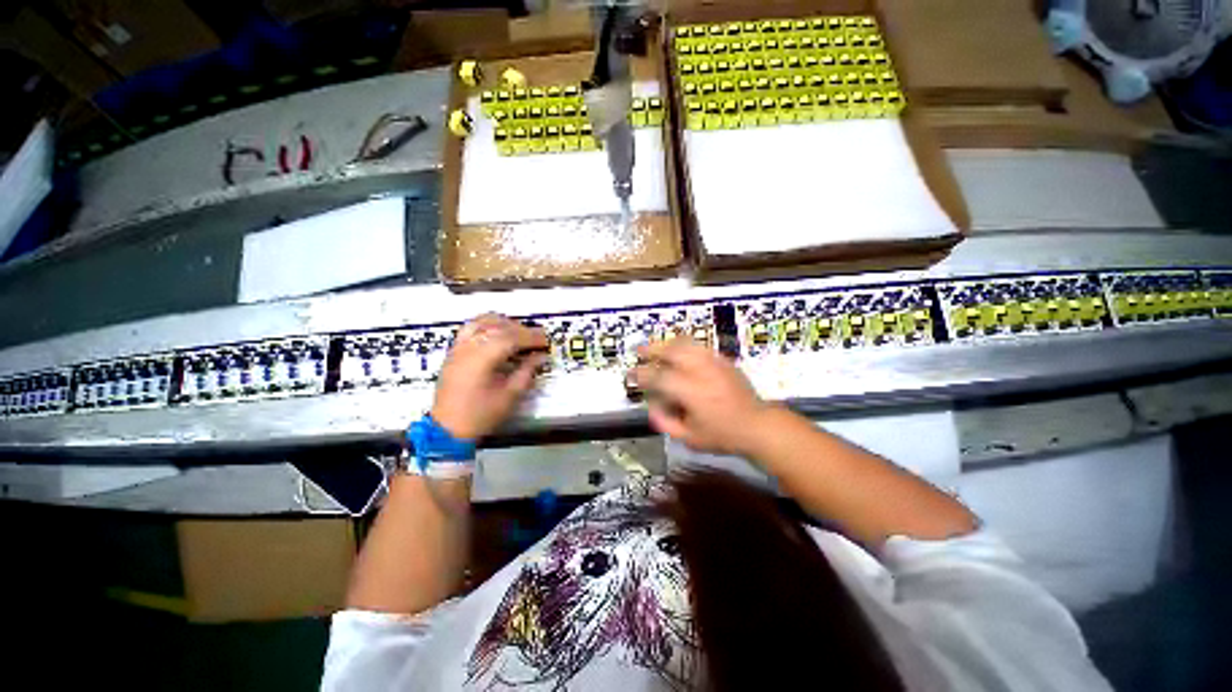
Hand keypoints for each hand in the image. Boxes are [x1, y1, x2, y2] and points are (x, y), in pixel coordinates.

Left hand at [431, 314, 547, 439]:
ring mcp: (459, 346)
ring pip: (482, 321)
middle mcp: (469, 346)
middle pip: (498, 326)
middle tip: (536, 339)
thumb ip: (526, 373)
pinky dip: (486, 325)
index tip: (546, 341)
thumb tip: (540, 357)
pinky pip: (470, 327)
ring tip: (517, 334)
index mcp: (482, 357)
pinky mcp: (453, 351)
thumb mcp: (508, 398)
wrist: (448, 428)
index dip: (531, 337)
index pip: (511, 337)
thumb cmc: (480, 416)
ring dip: (503, 323)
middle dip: (520, 329)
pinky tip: (495, 335)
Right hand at [630, 338, 772, 454]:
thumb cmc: (722, 436)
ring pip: (687, 344)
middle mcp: (702, 372)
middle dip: (652, 349)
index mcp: (691, 392)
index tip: (630, 375)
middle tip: (638, 351)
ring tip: (657, 347)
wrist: (757, 425)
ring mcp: (715, 363)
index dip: (641, 375)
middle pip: (672, 351)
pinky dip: (686, 347)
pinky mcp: (725, 361)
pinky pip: (700, 347)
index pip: (659, 377)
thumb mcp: (689, 438)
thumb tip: (651, 407)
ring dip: (668, 344)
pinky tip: (680, 353)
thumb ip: (666, 422)